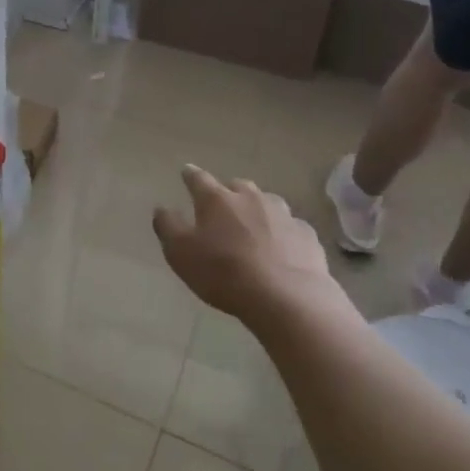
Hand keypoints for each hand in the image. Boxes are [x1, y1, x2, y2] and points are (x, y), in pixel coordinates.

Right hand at [151, 167, 341, 332]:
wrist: (287, 298)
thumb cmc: (224, 273)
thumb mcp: (181, 254)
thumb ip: (168, 227)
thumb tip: (162, 208)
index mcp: (217, 199)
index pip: (198, 179)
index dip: (190, 175)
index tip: (186, 172)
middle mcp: (250, 198)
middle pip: (236, 186)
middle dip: (228, 193)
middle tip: (222, 208)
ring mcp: (283, 214)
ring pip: (267, 203)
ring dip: (257, 210)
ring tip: (253, 228)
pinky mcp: (307, 235)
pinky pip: (290, 227)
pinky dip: (282, 233)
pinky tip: (281, 250)